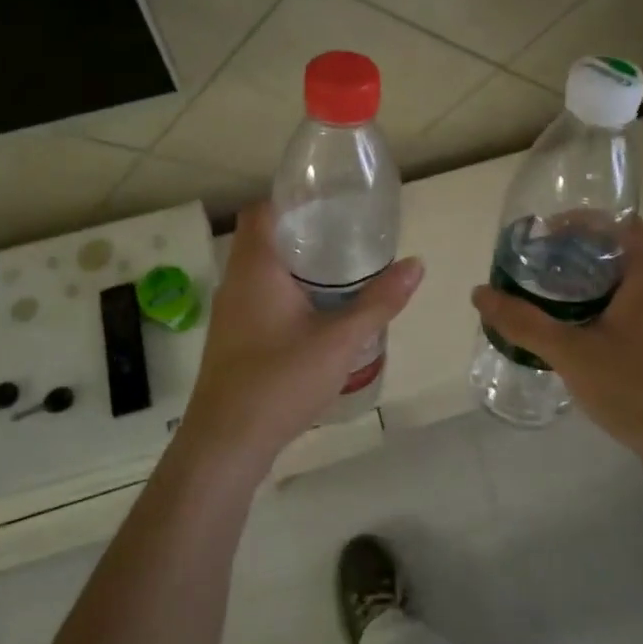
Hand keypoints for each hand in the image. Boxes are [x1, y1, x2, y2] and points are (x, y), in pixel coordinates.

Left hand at [179, 202, 422, 466]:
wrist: (226, 443)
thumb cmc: (280, 380)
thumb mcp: (340, 340)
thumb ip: (379, 302)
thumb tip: (416, 264)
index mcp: (255, 268)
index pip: (261, 211)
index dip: (290, 200)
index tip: (328, 204)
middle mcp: (235, 282)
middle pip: (262, 239)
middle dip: (301, 234)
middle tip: (345, 236)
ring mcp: (230, 313)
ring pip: (260, 272)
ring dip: (294, 266)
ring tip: (338, 271)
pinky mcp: (232, 339)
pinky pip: (258, 298)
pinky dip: (285, 293)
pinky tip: (316, 314)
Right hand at [471, 218, 642, 466]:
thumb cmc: (635, 387)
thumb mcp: (571, 353)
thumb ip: (525, 323)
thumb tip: (480, 293)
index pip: (620, 222)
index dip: (582, 220)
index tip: (545, 234)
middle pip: (619, 249)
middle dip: (576, 250)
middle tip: (536, 264)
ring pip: (623, 280)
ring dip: (587, 278)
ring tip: (546, 291)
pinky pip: (629, 304)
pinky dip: (600, 302)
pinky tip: (572, 326)